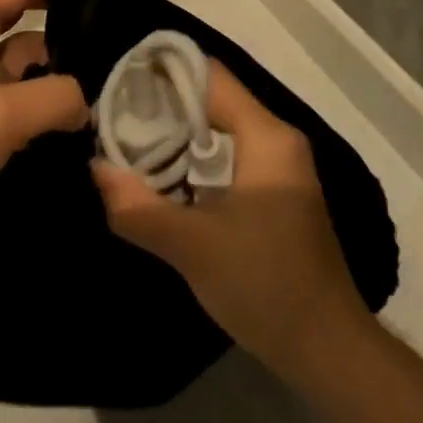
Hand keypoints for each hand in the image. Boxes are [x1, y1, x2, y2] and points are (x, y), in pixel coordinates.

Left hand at [0, 0, 117, 275]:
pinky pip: (24, 105)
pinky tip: (87, 118)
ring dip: (63, 70)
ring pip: (28, 67)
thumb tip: (84, 102)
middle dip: (68, 14)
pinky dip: (51, 108)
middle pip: (27, 19)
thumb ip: (55, 96)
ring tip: (114, 75)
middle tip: (118, 18)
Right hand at [92, 64, 372, 377]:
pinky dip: (194, 157)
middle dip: (163, 105)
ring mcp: (279, 166)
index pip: (210, 76)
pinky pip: (227, 154)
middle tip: (114, 116)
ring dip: (176, 134)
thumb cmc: (265, 285)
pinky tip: (162, 176)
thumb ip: (139, 206)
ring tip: (127, 141)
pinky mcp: (274, 192)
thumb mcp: (192, 247)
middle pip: (213, 99)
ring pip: (219, 128)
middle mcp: (276, 139)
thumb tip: (95, 168)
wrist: (327, 349)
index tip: (119, 81)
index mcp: (266, 136)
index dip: (164, 72)